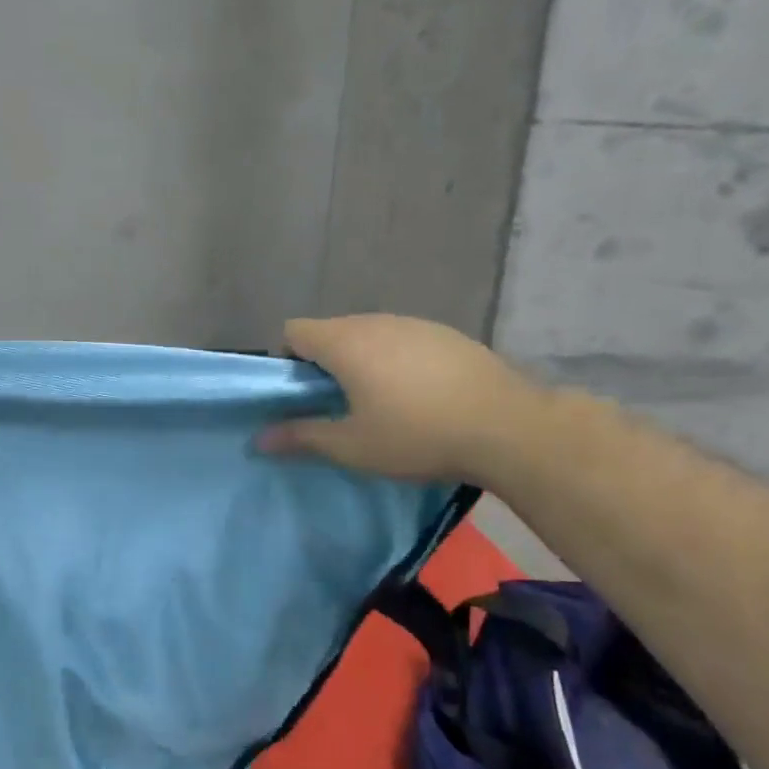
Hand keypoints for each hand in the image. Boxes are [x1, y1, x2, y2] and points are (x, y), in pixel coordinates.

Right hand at [259, 314, 541, 480]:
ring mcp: (415, 324)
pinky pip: (403, 340)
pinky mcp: (447, 334)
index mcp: (345, 342)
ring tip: (381, 402)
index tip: (303, 394)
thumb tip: (259, 439)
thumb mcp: (352, 446)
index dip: (287, 360)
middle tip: (339, 406)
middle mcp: (376, 322)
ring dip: (362, 360)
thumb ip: (302, 437)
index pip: (294, 331)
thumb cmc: (417, 435)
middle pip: (331, 331)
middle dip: (324, 363)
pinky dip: (396, 360)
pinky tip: (420, 395)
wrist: (509, 427)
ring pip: (369, 334)